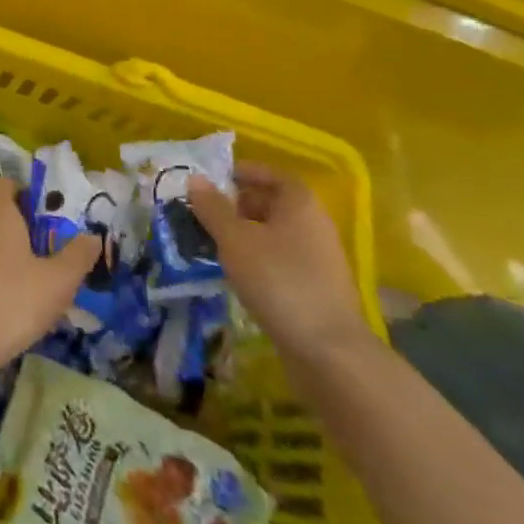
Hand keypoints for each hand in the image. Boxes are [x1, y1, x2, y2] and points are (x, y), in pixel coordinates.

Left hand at [0, 177, 99, 376]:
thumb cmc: (9, 301)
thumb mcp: (57, 282)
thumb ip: (77, 257)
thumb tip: (92, 236)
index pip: (1, 183)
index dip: (21, 191)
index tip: (44, 214)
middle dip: (21, 228)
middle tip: (49, 252)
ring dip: (7, 255)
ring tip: (35, 282)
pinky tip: (10, 304)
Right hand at [189, 164, 371, 364]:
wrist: (328, 351)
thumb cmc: (278, 280)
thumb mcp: (235, 239)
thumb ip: (213, 207)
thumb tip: (195, 178)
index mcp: (301, 204)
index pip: (274, 175)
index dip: (246, 172)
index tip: (217, 178)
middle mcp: (315, 225)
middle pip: (275, 204)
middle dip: (240, 203)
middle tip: (207, 210)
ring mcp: (319, 260)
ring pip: (277, 234)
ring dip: (246, 233)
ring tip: (214, 241)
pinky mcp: (316, 289)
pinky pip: (282, 260)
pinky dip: (258, 258)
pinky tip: (236, 272)